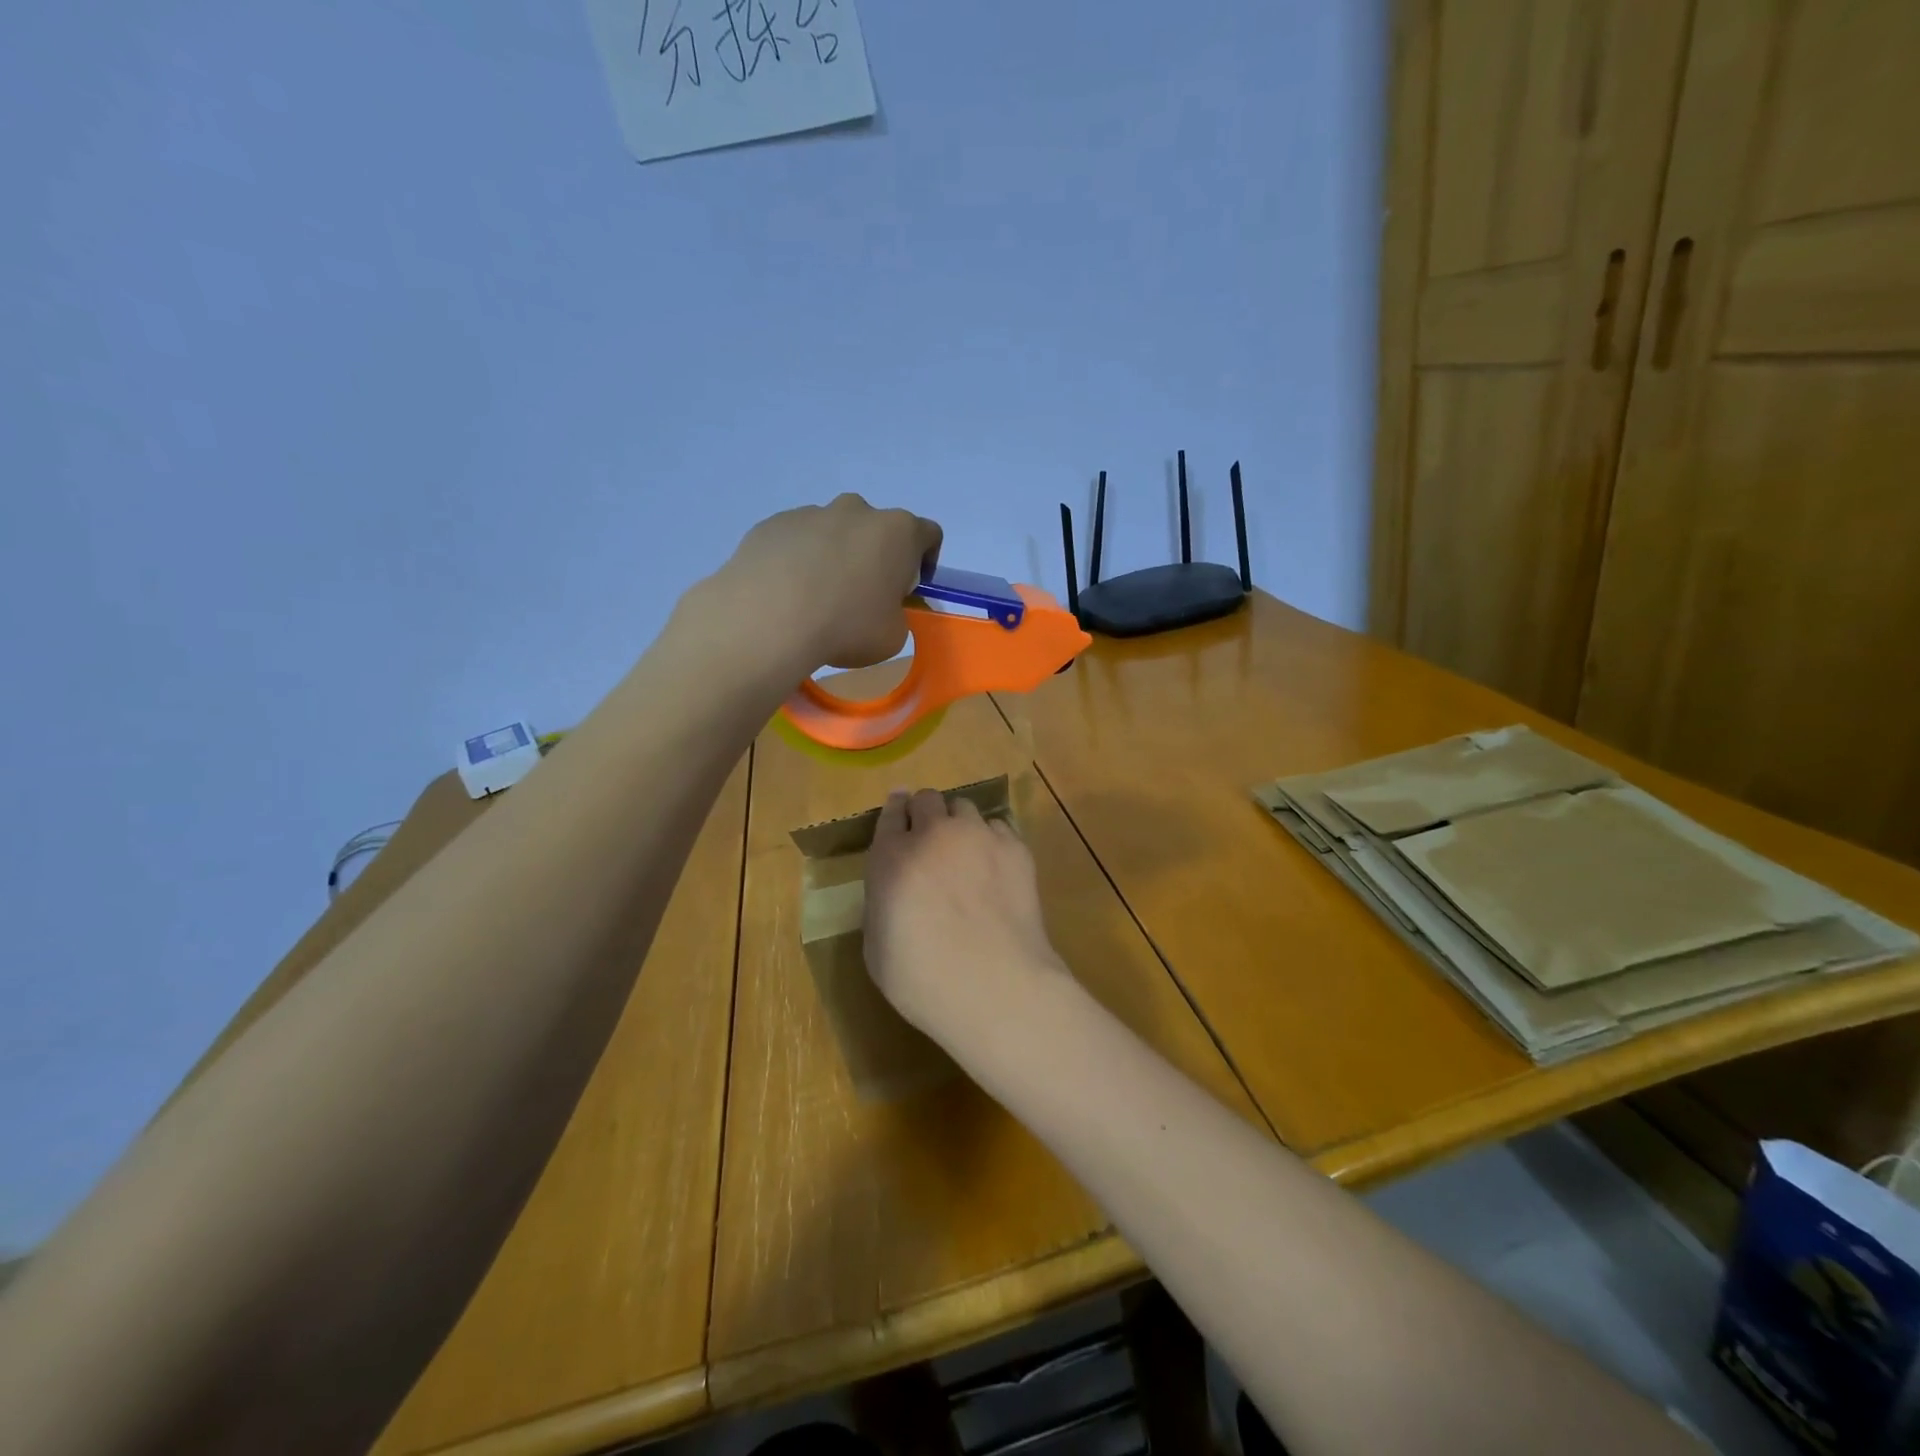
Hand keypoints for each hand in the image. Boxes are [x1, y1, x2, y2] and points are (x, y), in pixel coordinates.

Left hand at [709, 494, 941, 674]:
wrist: (769, 619)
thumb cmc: (846, 626)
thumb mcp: (893, 636)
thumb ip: (897, 615)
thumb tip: (882, 608)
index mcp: (897, 532)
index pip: (928, 534)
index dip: (924, 562)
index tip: (908, 589)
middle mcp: (857, 510)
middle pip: (877, 529)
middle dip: (874, 556)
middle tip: (862, 596)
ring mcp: (811, 512)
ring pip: (833, 532)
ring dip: (834, 556)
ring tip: (816, 598)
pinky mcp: (773, 523)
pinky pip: (796, 540)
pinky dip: (798, 560)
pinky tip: (786, 593)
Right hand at [863, 789, 1066, 1054]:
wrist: (996, 987)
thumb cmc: (924, 980)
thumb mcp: (876, 948)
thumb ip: (881, 904)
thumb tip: (893, 891)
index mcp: (891, 857)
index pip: (889, 814)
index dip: (894, 814)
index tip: (899, 818)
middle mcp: (934, 834)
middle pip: (927, 799)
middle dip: (924, 815)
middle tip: (929, 842)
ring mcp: (978, 836)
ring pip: (964, 807)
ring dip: (958, 824)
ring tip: (965, 854)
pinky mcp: (1015, 848)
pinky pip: (998, 826)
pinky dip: (991, 840)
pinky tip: (994, 869)